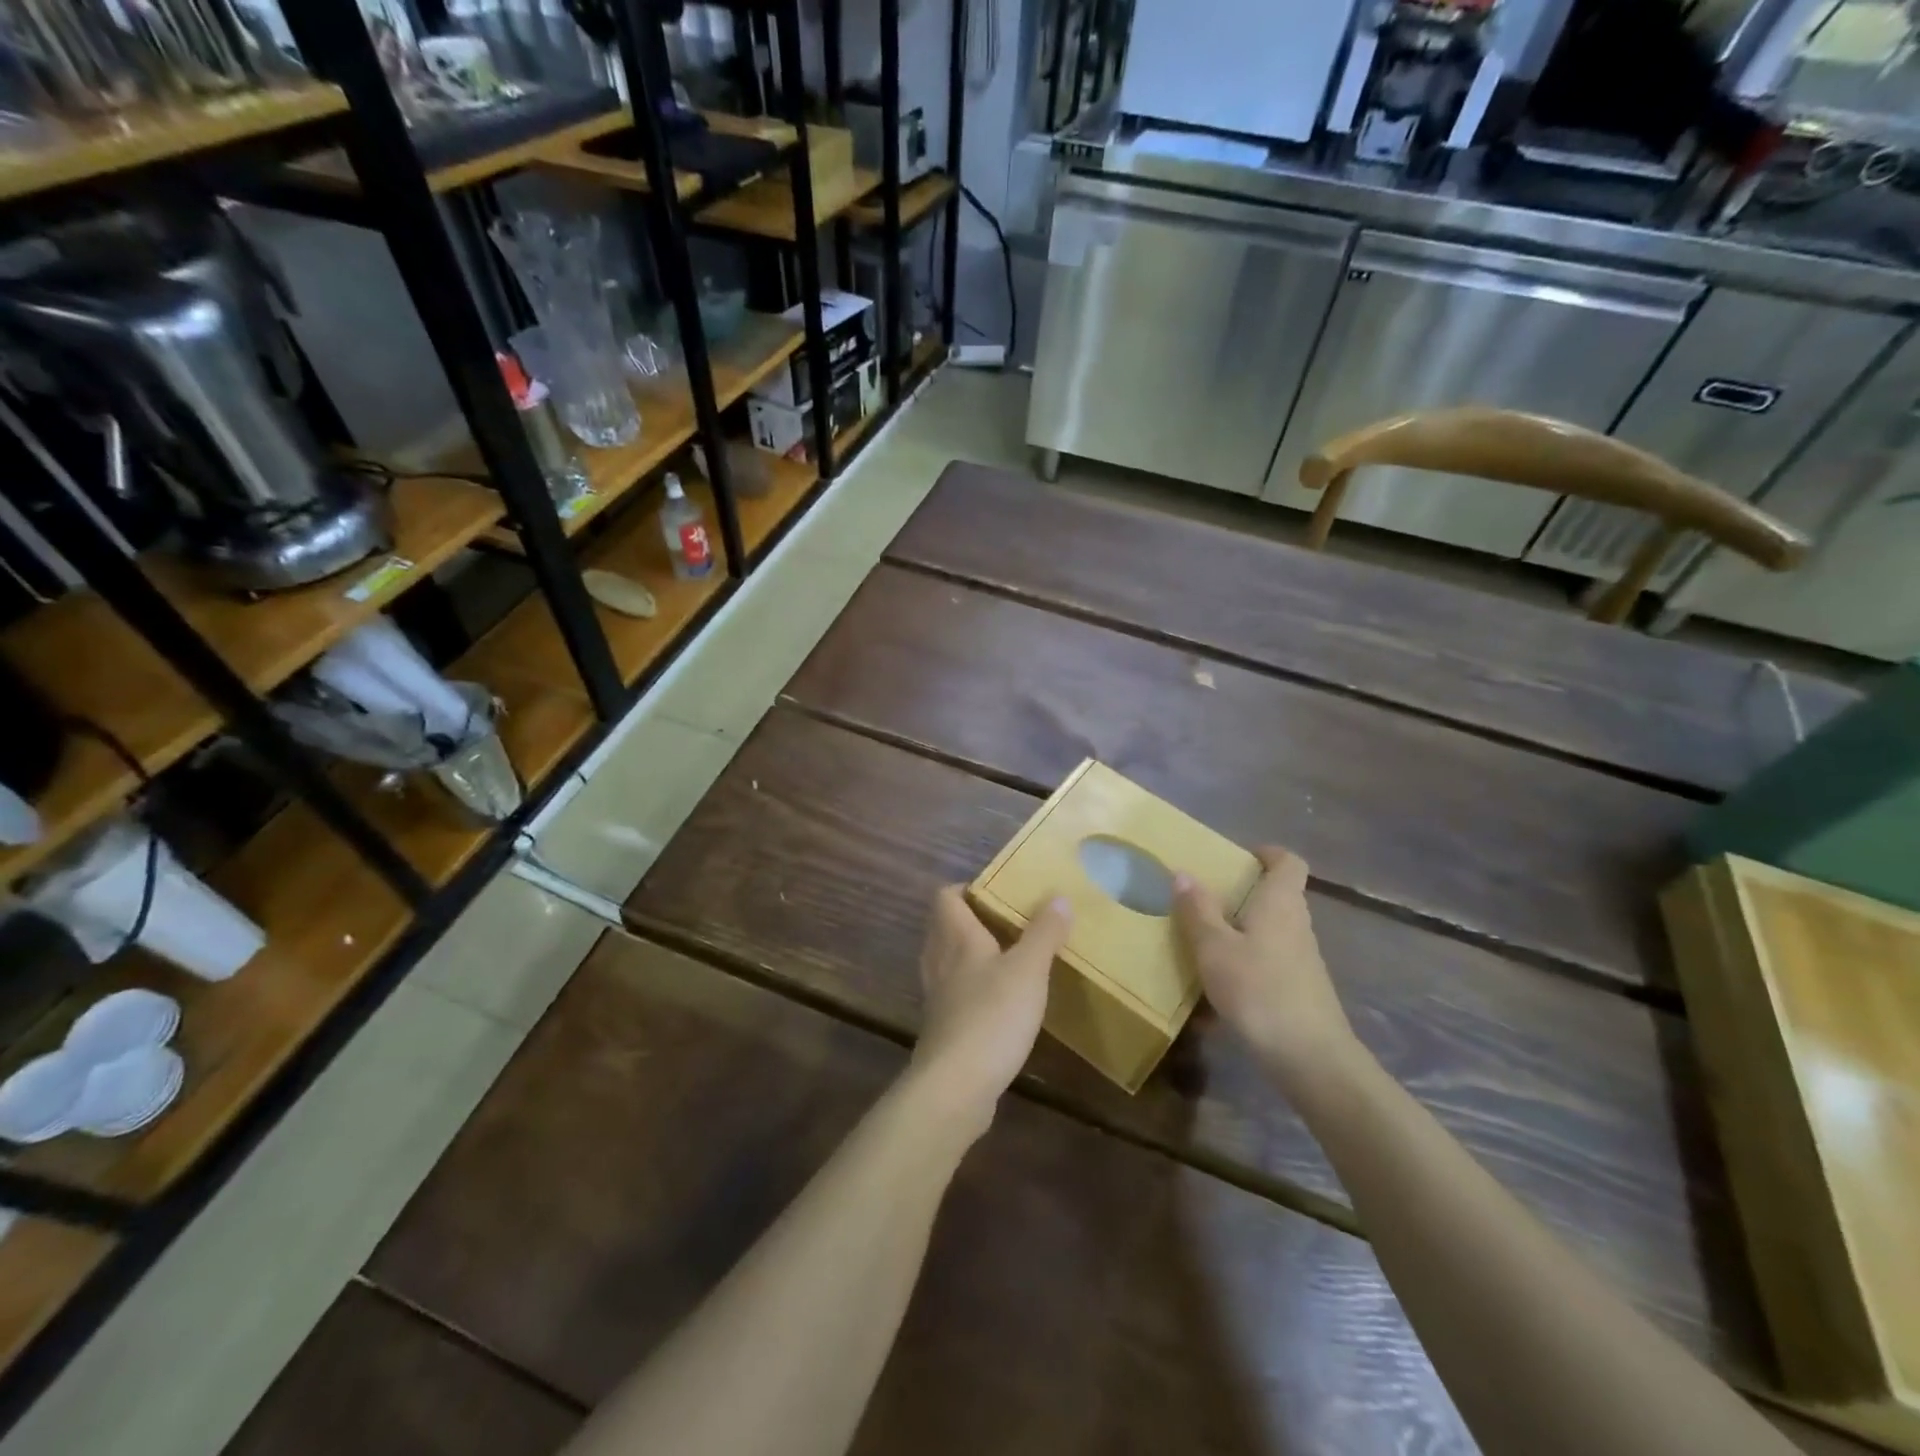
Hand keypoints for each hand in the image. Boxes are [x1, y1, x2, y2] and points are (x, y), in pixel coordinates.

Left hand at [908, 886, 1072, 1137]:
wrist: (955, 1087)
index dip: (967, 888)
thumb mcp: (1028, 970)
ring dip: (972, 954)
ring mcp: (937, 997)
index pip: (946, 897)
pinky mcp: (942, 1028)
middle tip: (1010, 921)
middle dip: (973, 919)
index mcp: (956, 938)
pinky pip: (954, 994)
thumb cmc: (992, 1016)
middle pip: (945, 927)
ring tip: (1007, 957)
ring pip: (948, 961)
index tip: (999, 890)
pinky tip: (999, 1002)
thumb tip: (1058, 897)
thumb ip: (1043, 933)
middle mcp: (939, 961)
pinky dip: (973, 988)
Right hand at [1173, 847, 1358, 1087]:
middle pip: (1276, 895)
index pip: (1288, 861)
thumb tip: (1182, 873)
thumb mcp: (1214, 948)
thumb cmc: (1259, 989)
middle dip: (1242, 893)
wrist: (1310, 1058)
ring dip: (1239, 931)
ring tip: (1201, 941)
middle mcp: (1296, 924)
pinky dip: (1244, 965)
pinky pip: (1267, 963)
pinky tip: (1216, 988)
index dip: (1266, 853)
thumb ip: (1197, 910)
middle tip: (1203, 898)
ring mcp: (1302, 959)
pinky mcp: (1299, 989)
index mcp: (1279, 903)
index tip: (1237, 857)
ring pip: (1270, 931)